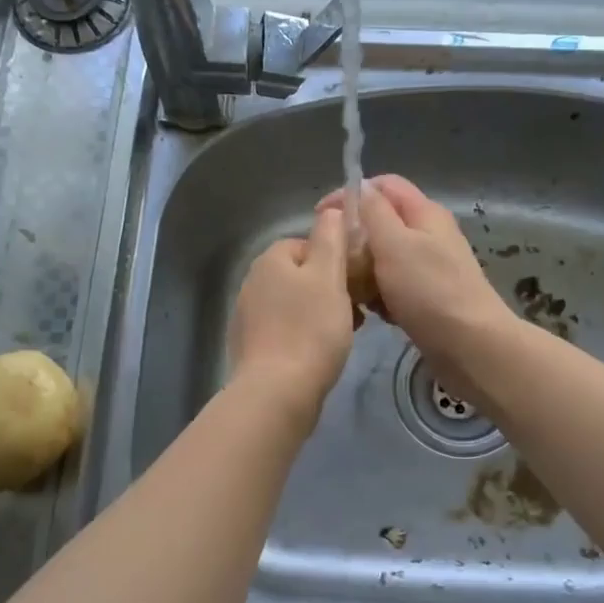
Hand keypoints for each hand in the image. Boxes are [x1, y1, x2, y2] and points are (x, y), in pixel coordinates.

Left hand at [227, 206, 355, 420]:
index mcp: (270, 261)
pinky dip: (303, 336)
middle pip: (300, 275)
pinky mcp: (250, 348)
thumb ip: (330, 239)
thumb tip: (329, 210)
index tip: (355, 282)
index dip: (335, 260)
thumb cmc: (310, 330)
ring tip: (343, 334)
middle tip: (355, 311)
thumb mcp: (329, 276)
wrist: (277, 392)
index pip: (306, 244)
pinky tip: (320, 354)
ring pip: (293, 304)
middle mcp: (252, 283)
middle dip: (328, 289)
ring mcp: (247, 317)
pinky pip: (284, 331)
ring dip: (318, 313)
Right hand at [318, 176, 515, 393]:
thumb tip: (360, 187)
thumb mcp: (395, 244)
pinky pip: (393, 286)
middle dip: (354, 237)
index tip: (320, 218)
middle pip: (381, 222)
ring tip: (348, 289)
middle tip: (332, 260)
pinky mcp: (427, 298)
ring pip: (384, 257)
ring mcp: (429, 268)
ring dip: (363, 270)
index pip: (383, 185)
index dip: (350, 194)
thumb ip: (375, 212)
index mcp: (424, 213)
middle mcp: (429, 235)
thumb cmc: (429, 291)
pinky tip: (371, 312)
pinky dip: (379, 295)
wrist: (471, 346)